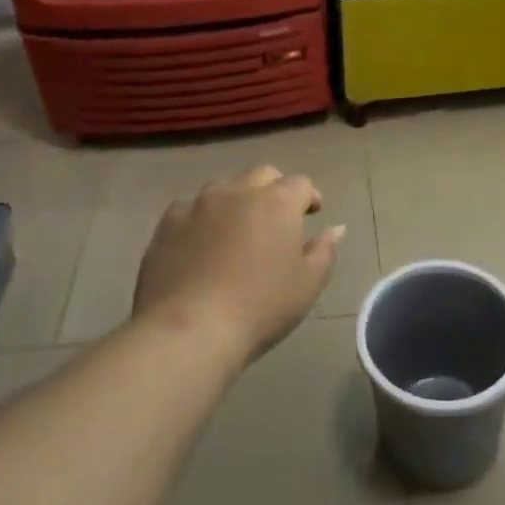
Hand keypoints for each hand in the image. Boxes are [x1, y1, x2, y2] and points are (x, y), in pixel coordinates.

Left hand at [133, 165, 343, 364]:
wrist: (189, 330)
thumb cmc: (260, 307)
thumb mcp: (307, 284)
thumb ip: (325, 250)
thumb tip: (335, 228)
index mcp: (277, 202)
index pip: (301, 184)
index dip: (309, 197)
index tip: (312, 215)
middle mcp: (239, 191)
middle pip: (263, 175)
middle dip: (274, 189)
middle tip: (277, 218)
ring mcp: (199, 203)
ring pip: (225, 187)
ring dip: (237, 200)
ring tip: (237, 229)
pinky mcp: (168, 222)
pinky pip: (190, 208)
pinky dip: (202, 218)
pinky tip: (201, 243)